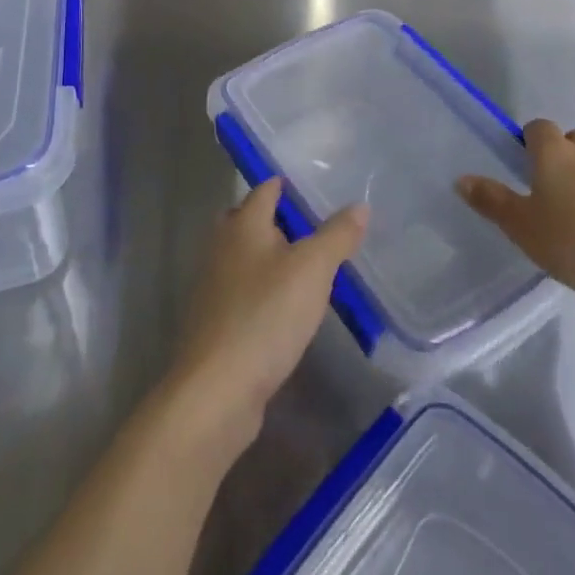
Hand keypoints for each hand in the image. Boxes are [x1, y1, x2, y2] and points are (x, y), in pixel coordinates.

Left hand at [166, 179, 366, 450]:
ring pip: (245, 258)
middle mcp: (222, 246)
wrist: (218, 389)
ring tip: (309, 268)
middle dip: (277, 221)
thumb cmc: (266, 315)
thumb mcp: (312, 270)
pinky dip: (264, 291)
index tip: (315, 188)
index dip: (288, 186)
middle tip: (315, 228)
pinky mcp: (216, 321)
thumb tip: (359, 206)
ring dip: (271, 258)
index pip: (265, 190)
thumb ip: (336, 236)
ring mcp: (215, 286)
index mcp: (243, 224)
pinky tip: (286, 309)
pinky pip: (244, 292)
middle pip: (249, 221)